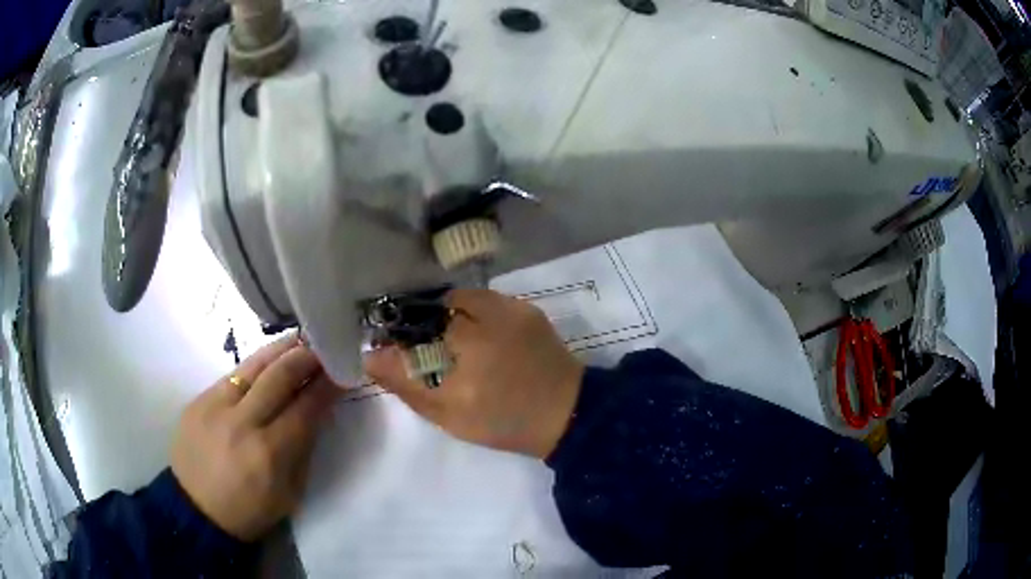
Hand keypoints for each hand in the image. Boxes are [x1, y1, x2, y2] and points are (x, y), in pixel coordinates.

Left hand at [171, 335, 340, 541]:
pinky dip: (255, 367)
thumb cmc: (250, 511)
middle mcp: (242, 422)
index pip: (306, 407)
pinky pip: (233, 376)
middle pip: (280, 376)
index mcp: (269, 454)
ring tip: (299, 340)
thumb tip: (316, 411)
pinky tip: (266, 364)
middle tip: (324, 348)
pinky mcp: (198, 400)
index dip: (327, 386)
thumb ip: (304, 449)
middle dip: (307, 357)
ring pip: (254, 365)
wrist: (196, 510)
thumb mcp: (290, 493)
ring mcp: (215, 406)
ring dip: (281, 350)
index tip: (343, 371)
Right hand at [364, 289, 583, 458]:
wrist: (566, 413)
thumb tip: (371, 358)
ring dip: (446, 313)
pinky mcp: (525, 308)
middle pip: (433, 308)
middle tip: (423, 346)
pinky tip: (476, 332)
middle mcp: (485, 320)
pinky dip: (471, 310)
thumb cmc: (505, 422)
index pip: (412, 328)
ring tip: (449, 338)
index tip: (393, 348)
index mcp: (464, 349)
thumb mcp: (450, 416)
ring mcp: (508, 310)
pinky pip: (485, 299)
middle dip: (421, 323)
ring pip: (460, 299)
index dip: (399, 336)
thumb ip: (407, 385)